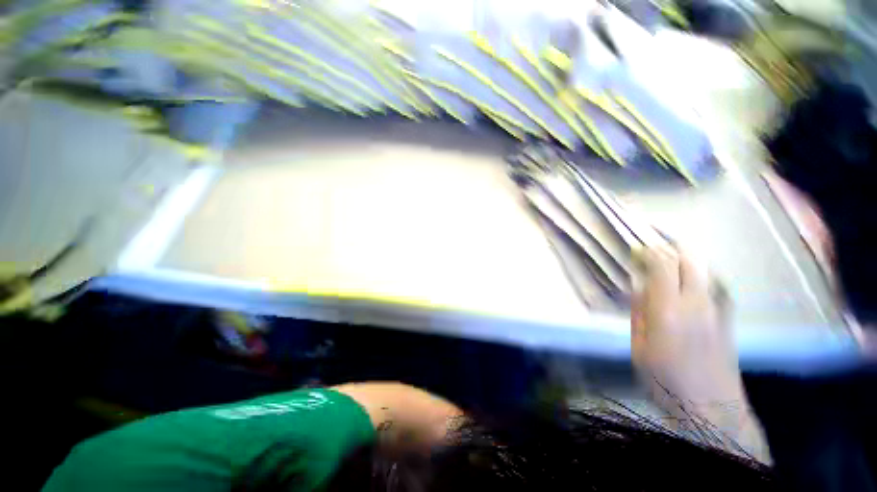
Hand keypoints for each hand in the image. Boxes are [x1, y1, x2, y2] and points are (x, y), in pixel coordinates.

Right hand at [631, 246, 741, 411]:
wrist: (712, 408)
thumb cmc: (666, 380)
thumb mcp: (639, 348)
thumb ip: (639, 313)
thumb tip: (637, 286)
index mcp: (669, 310)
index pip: (662, 266)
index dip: (648, 251)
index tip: (636, 249)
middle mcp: (698, 302)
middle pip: (689, 259)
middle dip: (669, 246)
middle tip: (652, 247)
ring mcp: (718, 308)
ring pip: (705, 267)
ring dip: (685, 257)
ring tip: (668, 258)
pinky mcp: (728, 317)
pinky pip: (715, 282)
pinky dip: (700, 272)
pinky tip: (690, 278)